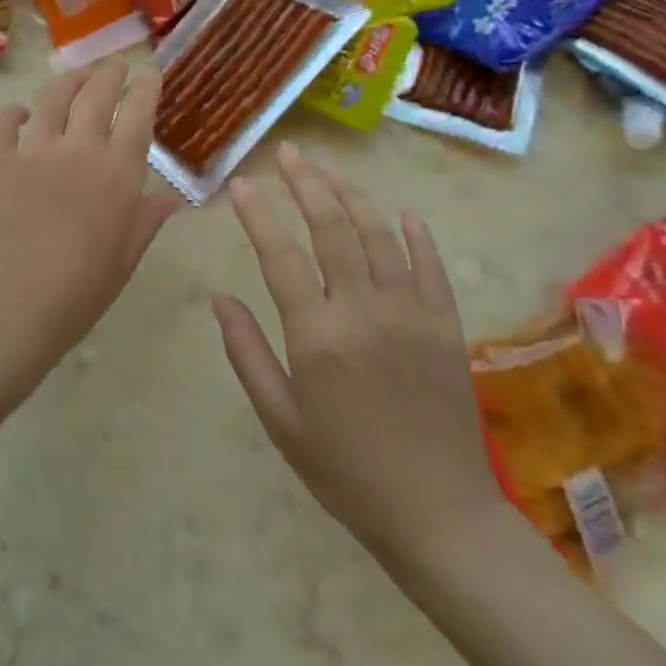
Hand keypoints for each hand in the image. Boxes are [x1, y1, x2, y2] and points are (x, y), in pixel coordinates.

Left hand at [0, 59, 180, 390]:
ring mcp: (29, 151)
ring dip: (68, 81)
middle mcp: (76, 150)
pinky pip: (4, 123)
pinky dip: (15, 113)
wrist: (2, 313)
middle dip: (108, 74)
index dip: (145, 90)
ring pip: (51, 99)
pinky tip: (20, 114)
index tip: (149, 74)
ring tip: (75, 75)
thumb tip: (172, 197)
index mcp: (117, 175)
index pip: (137, 116)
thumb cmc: (74, 298)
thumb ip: (146, 221)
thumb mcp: (122, 263)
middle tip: (114, 65)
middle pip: (96, 95)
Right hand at [214, 143, 510, 582]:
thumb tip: (219, 298)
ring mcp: (411, 313)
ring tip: (328, 170)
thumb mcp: (280, 419)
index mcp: (317, 335)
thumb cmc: (344, 470)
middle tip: (289, 153)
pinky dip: (415, 236)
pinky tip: (401, 213)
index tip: (242, 183)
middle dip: (306, 185)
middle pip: (332, 230)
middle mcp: (364, 310)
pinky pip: (430, 267)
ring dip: (351, 197)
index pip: (280, 256)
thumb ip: (247, 353)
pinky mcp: (446, 325)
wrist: (437, 513)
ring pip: (378, 237)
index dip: (259, 215)